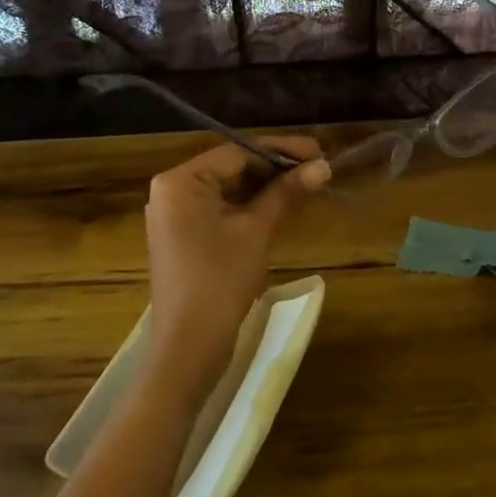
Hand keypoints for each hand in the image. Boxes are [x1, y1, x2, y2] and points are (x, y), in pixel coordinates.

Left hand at [142, 138, 331, 403]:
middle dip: (276, 167)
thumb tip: (323, 166)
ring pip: (228, 188)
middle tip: (318, 168)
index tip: (320, 152)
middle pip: (232, 167)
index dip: (282, 151)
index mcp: (181, 181)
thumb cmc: (221, 280)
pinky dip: (249, 206)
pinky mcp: (183, 236)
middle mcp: (171, 190)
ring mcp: (175, 214)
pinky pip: (220, 208)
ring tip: (306, 184)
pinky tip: (280, 205)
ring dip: (265, 186)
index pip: (238, 152)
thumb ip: (286, 192)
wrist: (190, 345)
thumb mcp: (257, 230)